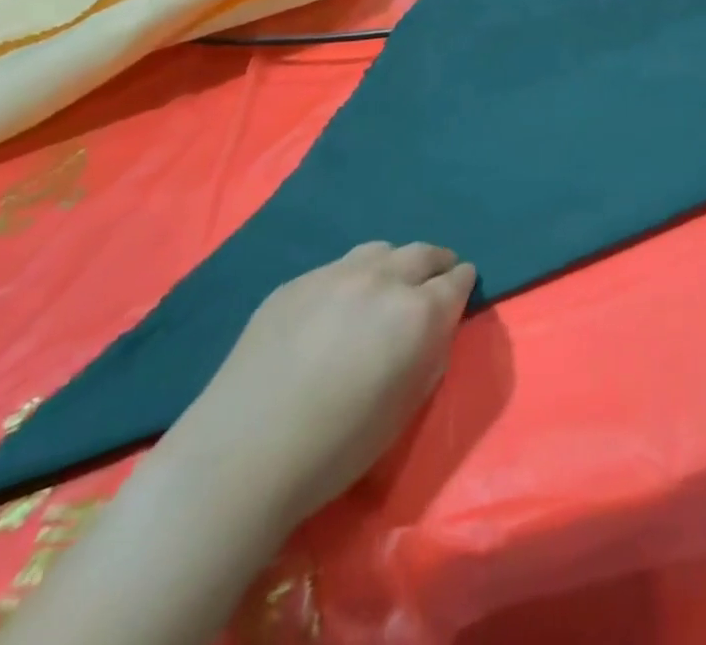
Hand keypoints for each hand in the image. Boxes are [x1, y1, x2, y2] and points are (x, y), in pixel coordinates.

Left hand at [162, 241, 476, 530]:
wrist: (242, 455)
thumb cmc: (336, 448)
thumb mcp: (406, 409)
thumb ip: (429, 355)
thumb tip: (433, 329)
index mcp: (417, 313)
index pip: (457, 279)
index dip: (463, 283)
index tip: (462, 288)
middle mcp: (382, 280)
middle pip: (423, 253)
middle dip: (436, 264)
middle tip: (435, 279)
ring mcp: (335, 274)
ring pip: (380, 250)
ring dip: (394, 264)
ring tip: (386, 288)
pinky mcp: (296, 282)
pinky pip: (337, 268)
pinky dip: (351, 279)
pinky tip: (335, 309)